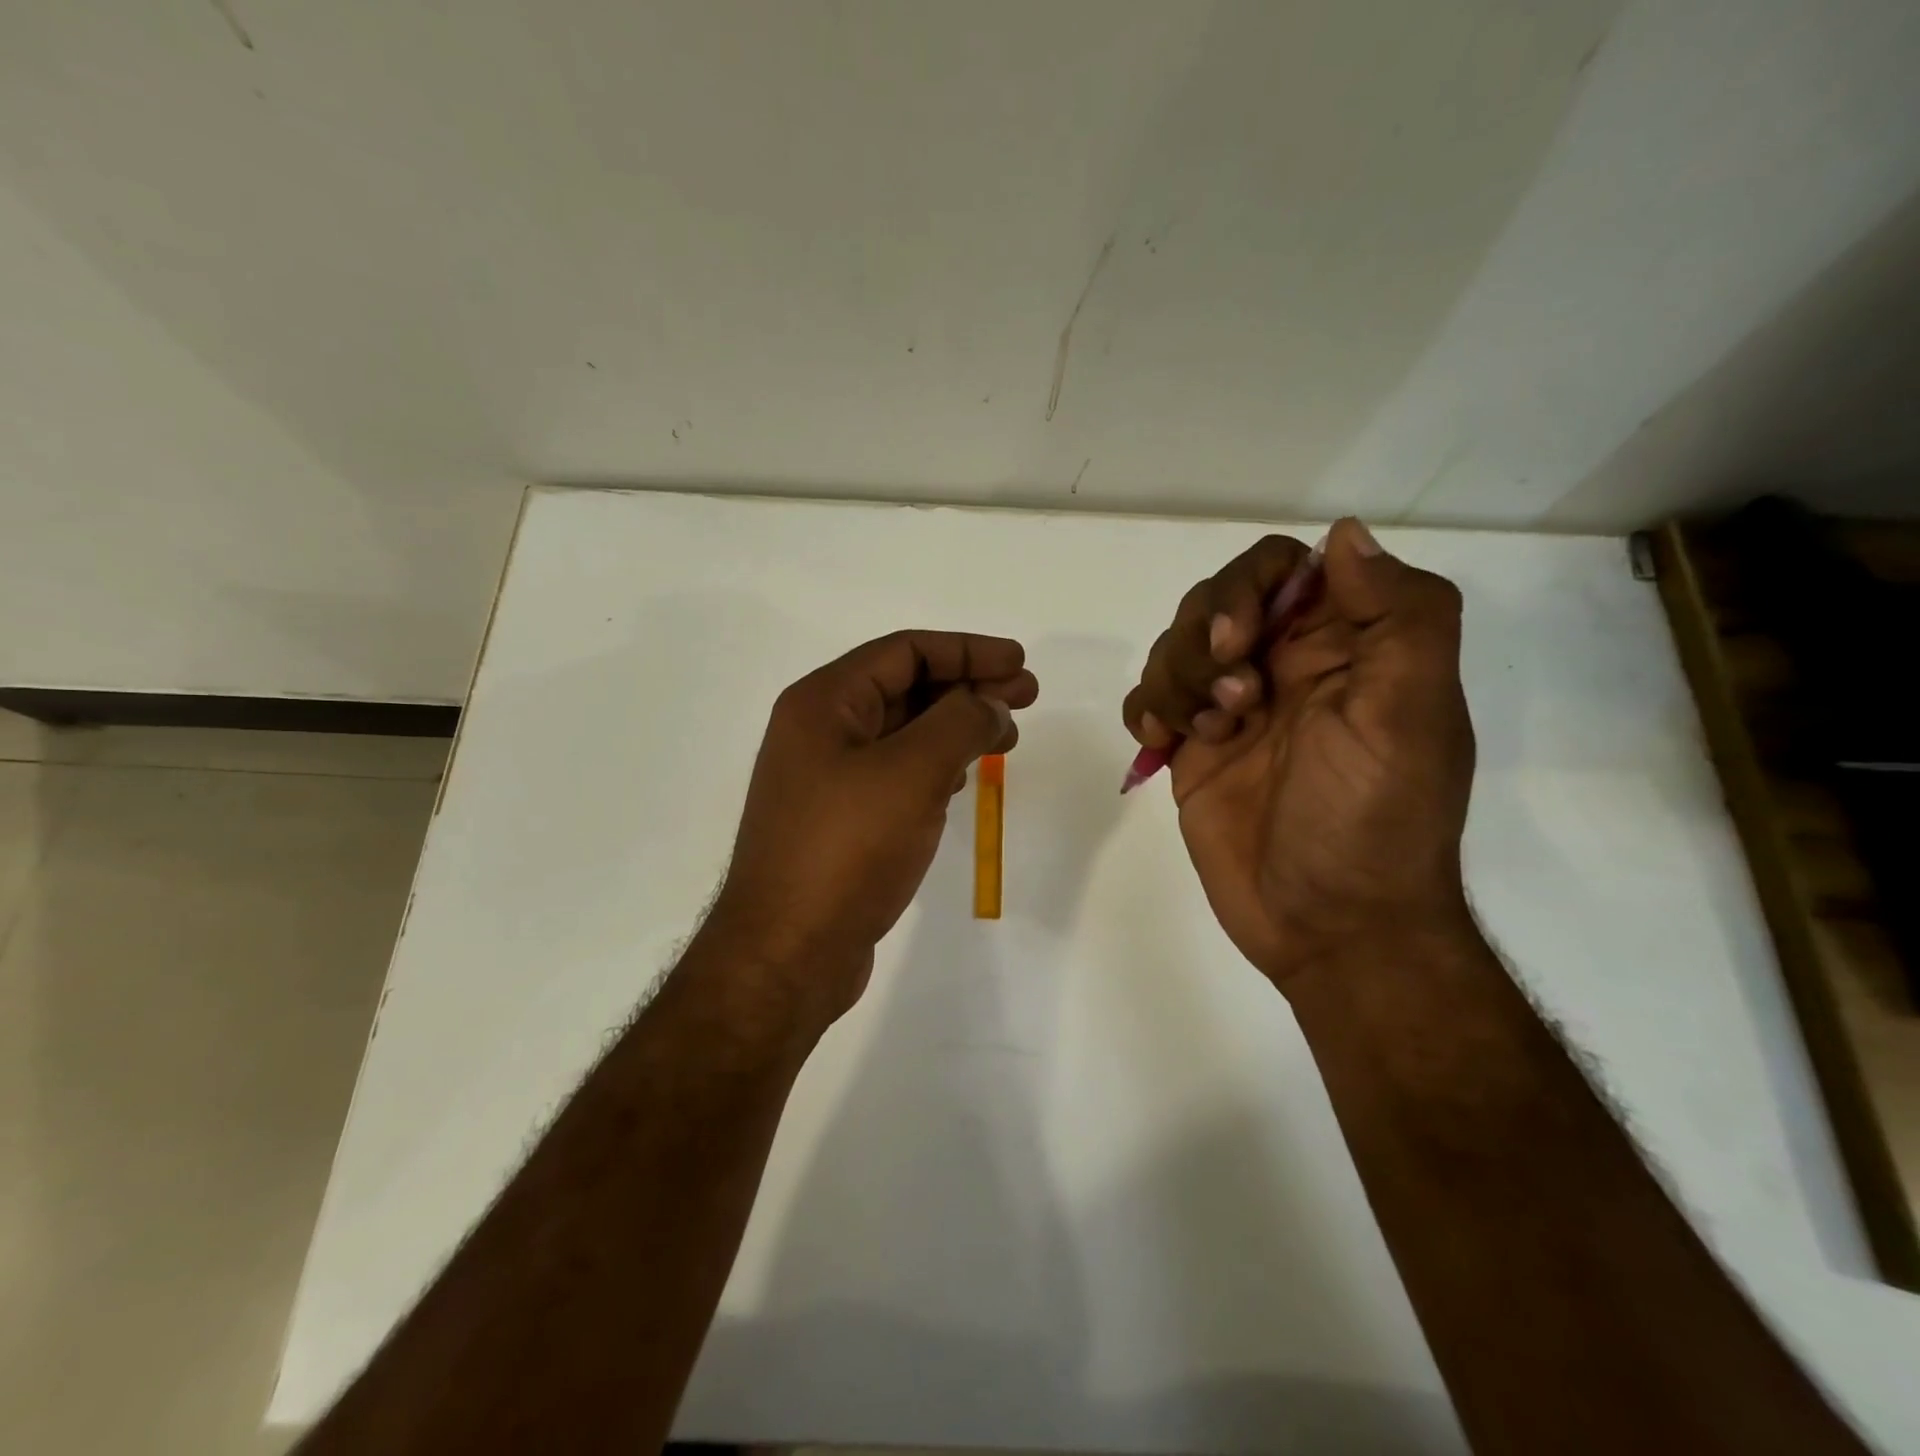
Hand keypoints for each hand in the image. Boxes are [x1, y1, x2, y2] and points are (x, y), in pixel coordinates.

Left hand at [710, 630, 1037, 1020]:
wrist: (787, 953)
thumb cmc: (847, 850)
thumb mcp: (912, 773)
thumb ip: (960, 723)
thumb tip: (990, 703)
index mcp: (823, 703)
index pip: (905, 651)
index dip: (968, 650)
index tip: (1019, 662)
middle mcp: (819, 731)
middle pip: (904, 688)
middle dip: (968, 686)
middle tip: (1026, 696)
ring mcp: (826, 778)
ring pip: (902, 732)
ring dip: (955, 726)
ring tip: (1006, 736)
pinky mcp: (840, 821)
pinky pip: (895, 773)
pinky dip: (934, 765)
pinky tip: (962, 778)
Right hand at [1121, 518, 1474, 987]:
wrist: (1329, 925)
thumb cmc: (1374, 819)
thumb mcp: (1409, 713)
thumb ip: (1398, 614)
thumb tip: (1344, 533)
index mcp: (1342, 646)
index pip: (1282, 568)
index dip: (1248, 586)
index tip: (1238, 638)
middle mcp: (1283, 666)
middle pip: (1214, 602)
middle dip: (1203, 640)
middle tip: (1231, 699)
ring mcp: (1231, 708)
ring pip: (1173, 648)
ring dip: (1177, 681)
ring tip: (1208, 734)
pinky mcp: (1190, 750)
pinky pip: (1148, 699)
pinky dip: (1146, 709)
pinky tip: (1163, 743)